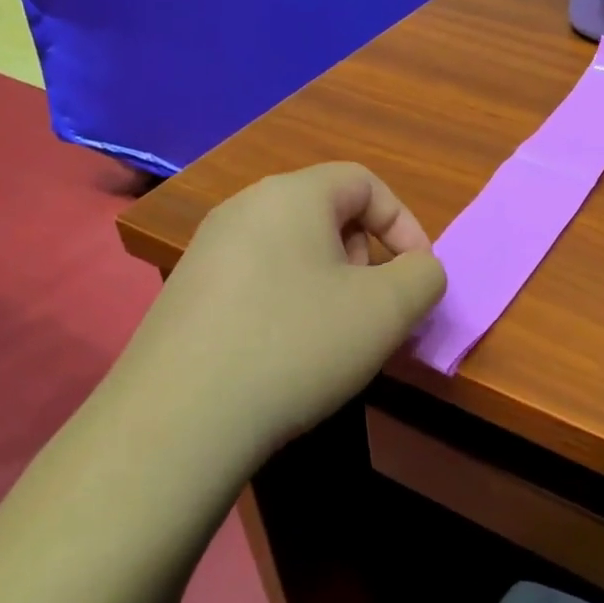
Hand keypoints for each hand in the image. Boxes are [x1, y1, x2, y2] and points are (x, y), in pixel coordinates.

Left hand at [116, 163, 445, 454]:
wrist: (179, 420)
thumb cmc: (296, 345)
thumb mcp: (387, 310)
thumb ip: (424, 276)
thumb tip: (418, 270)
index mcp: (291, 195)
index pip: (365, 182)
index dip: (404, 224)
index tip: (418, 277)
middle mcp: (243, 209)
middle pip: (327, 214)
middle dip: (367, 256)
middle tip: (374, 308)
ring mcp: (207, 251)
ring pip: (293, 250)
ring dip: (331, 284)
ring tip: (335, 336)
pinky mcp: (186, 293)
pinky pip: (258, 280)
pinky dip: (289, 303)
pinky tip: (286, 354)